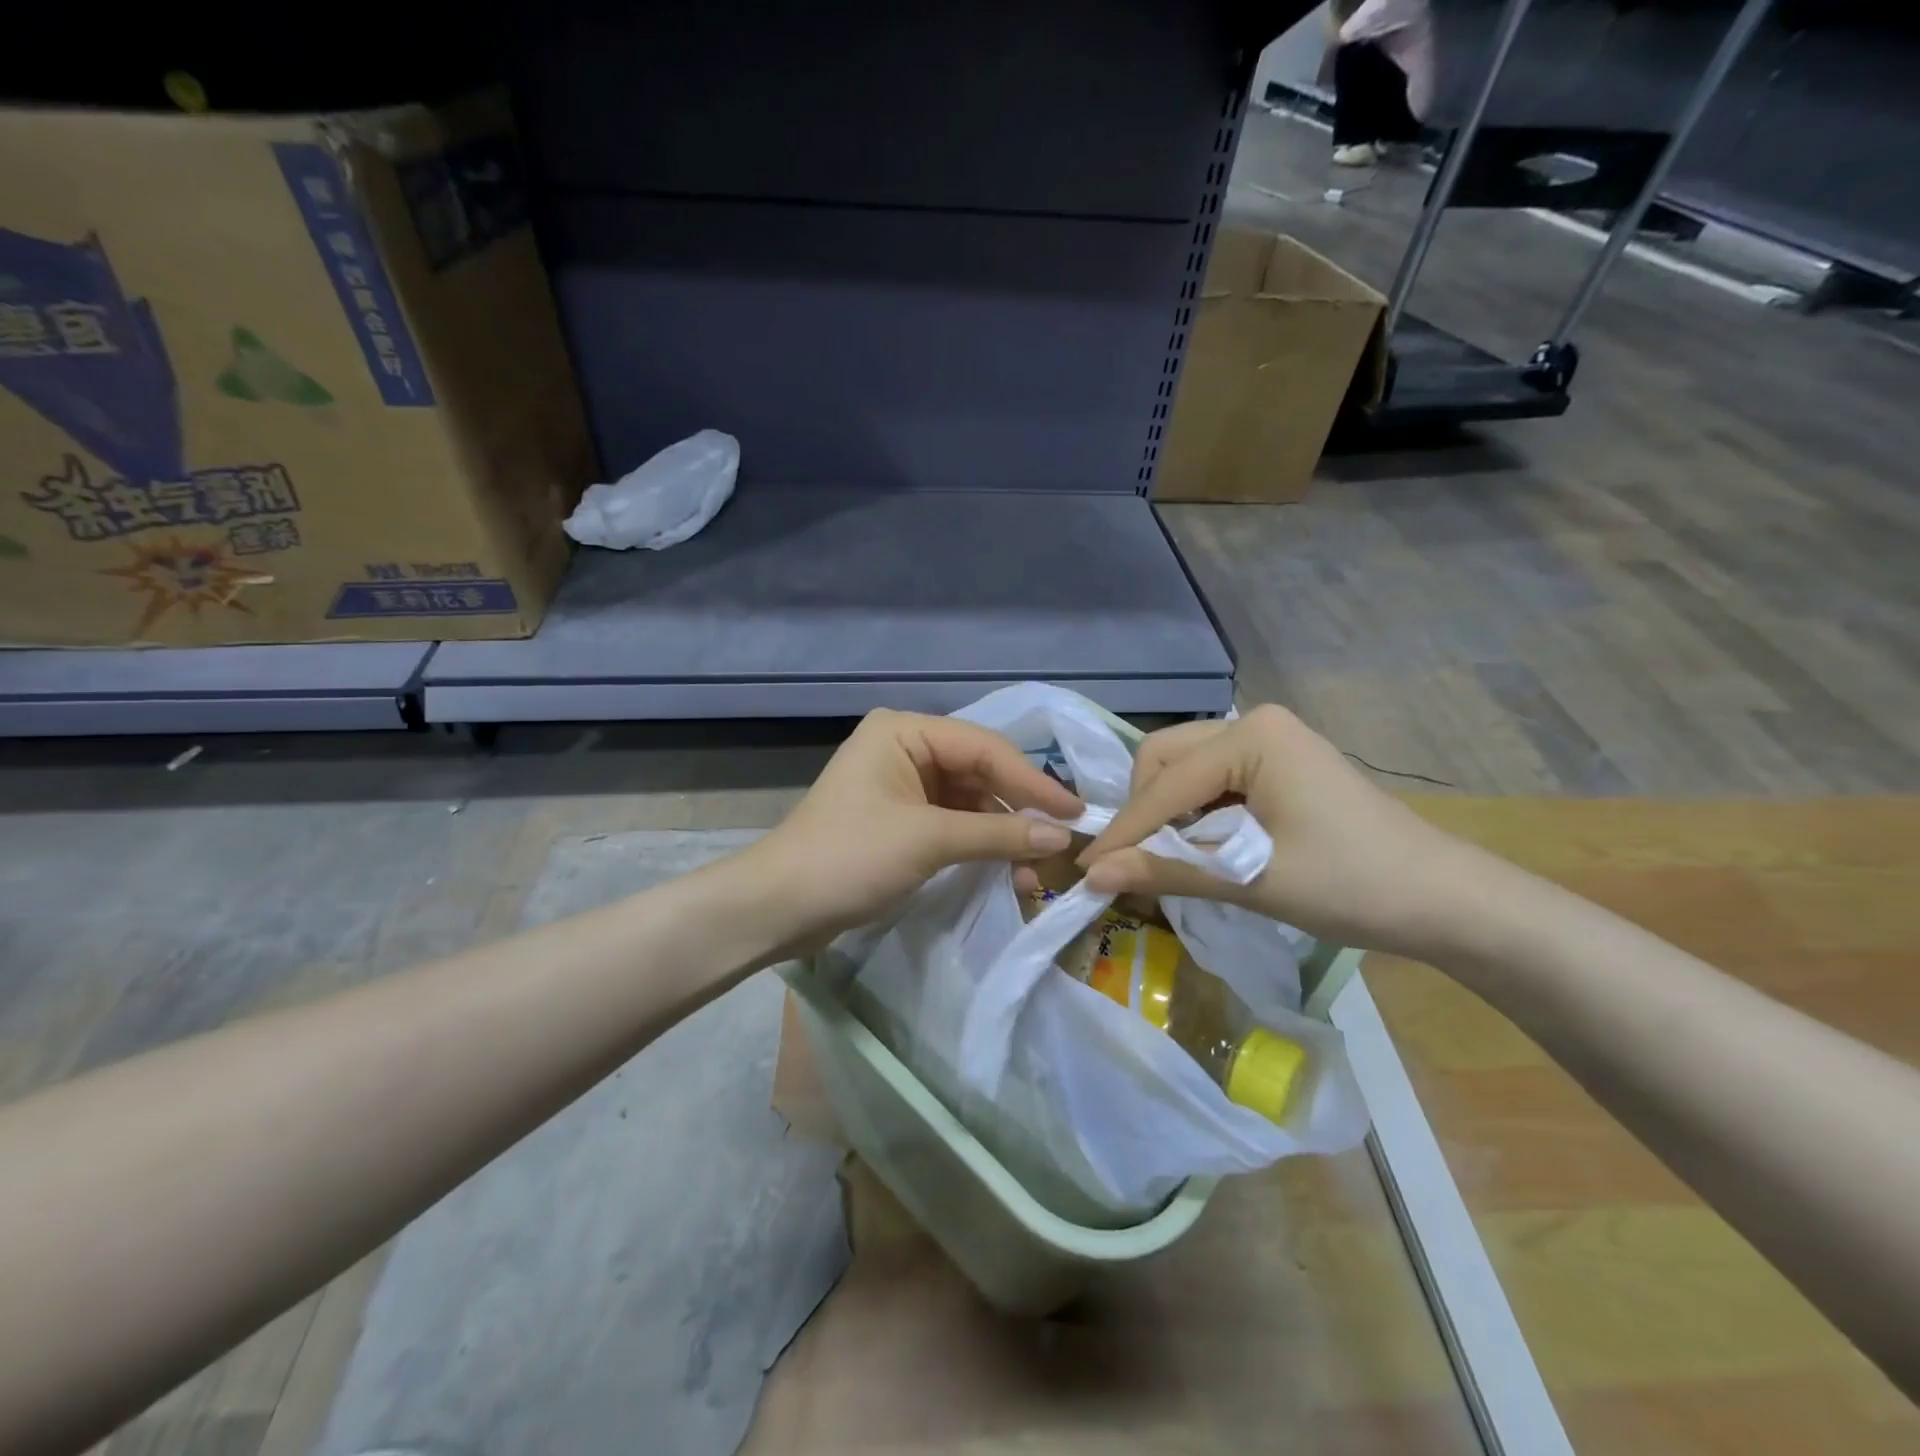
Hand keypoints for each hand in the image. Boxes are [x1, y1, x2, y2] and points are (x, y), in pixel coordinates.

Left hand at [743, 709, 1083, 951]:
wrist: (778, 908)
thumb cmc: (849, 858)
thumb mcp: (928, 841)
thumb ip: (998, 833)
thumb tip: (1062, 835)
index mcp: (905, 732)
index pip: (985, 748)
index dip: (1033, 781)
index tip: (1077, 813)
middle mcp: (906, 749)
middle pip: (980, 773)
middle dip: (1019, 811)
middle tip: (1064, 843)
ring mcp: (903, 785)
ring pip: (970, 803)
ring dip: (1002, 835)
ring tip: (1034, 872)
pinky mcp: (901, 820)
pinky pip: (953, 825)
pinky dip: (980, 847)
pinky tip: (1006, 872)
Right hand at [1078, 705, 1478, 956]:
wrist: (1445, 900)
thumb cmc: (1354, 886)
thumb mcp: (1253, 881)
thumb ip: (1168, 871)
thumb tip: (1092, 875)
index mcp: (1252, 737)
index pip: (1165, 784)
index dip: (1125, 830)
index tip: (1087, 871)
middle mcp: (1253, 722)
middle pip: (1164, 758)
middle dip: (1143, 811)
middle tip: (1134, 862)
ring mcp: (1268, 739)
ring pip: (1183, 766)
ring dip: (1166, 811)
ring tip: (1167, 859)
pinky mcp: (1277, 762)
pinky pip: (1212, 778)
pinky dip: (1194, 812)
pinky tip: (1200, 846)